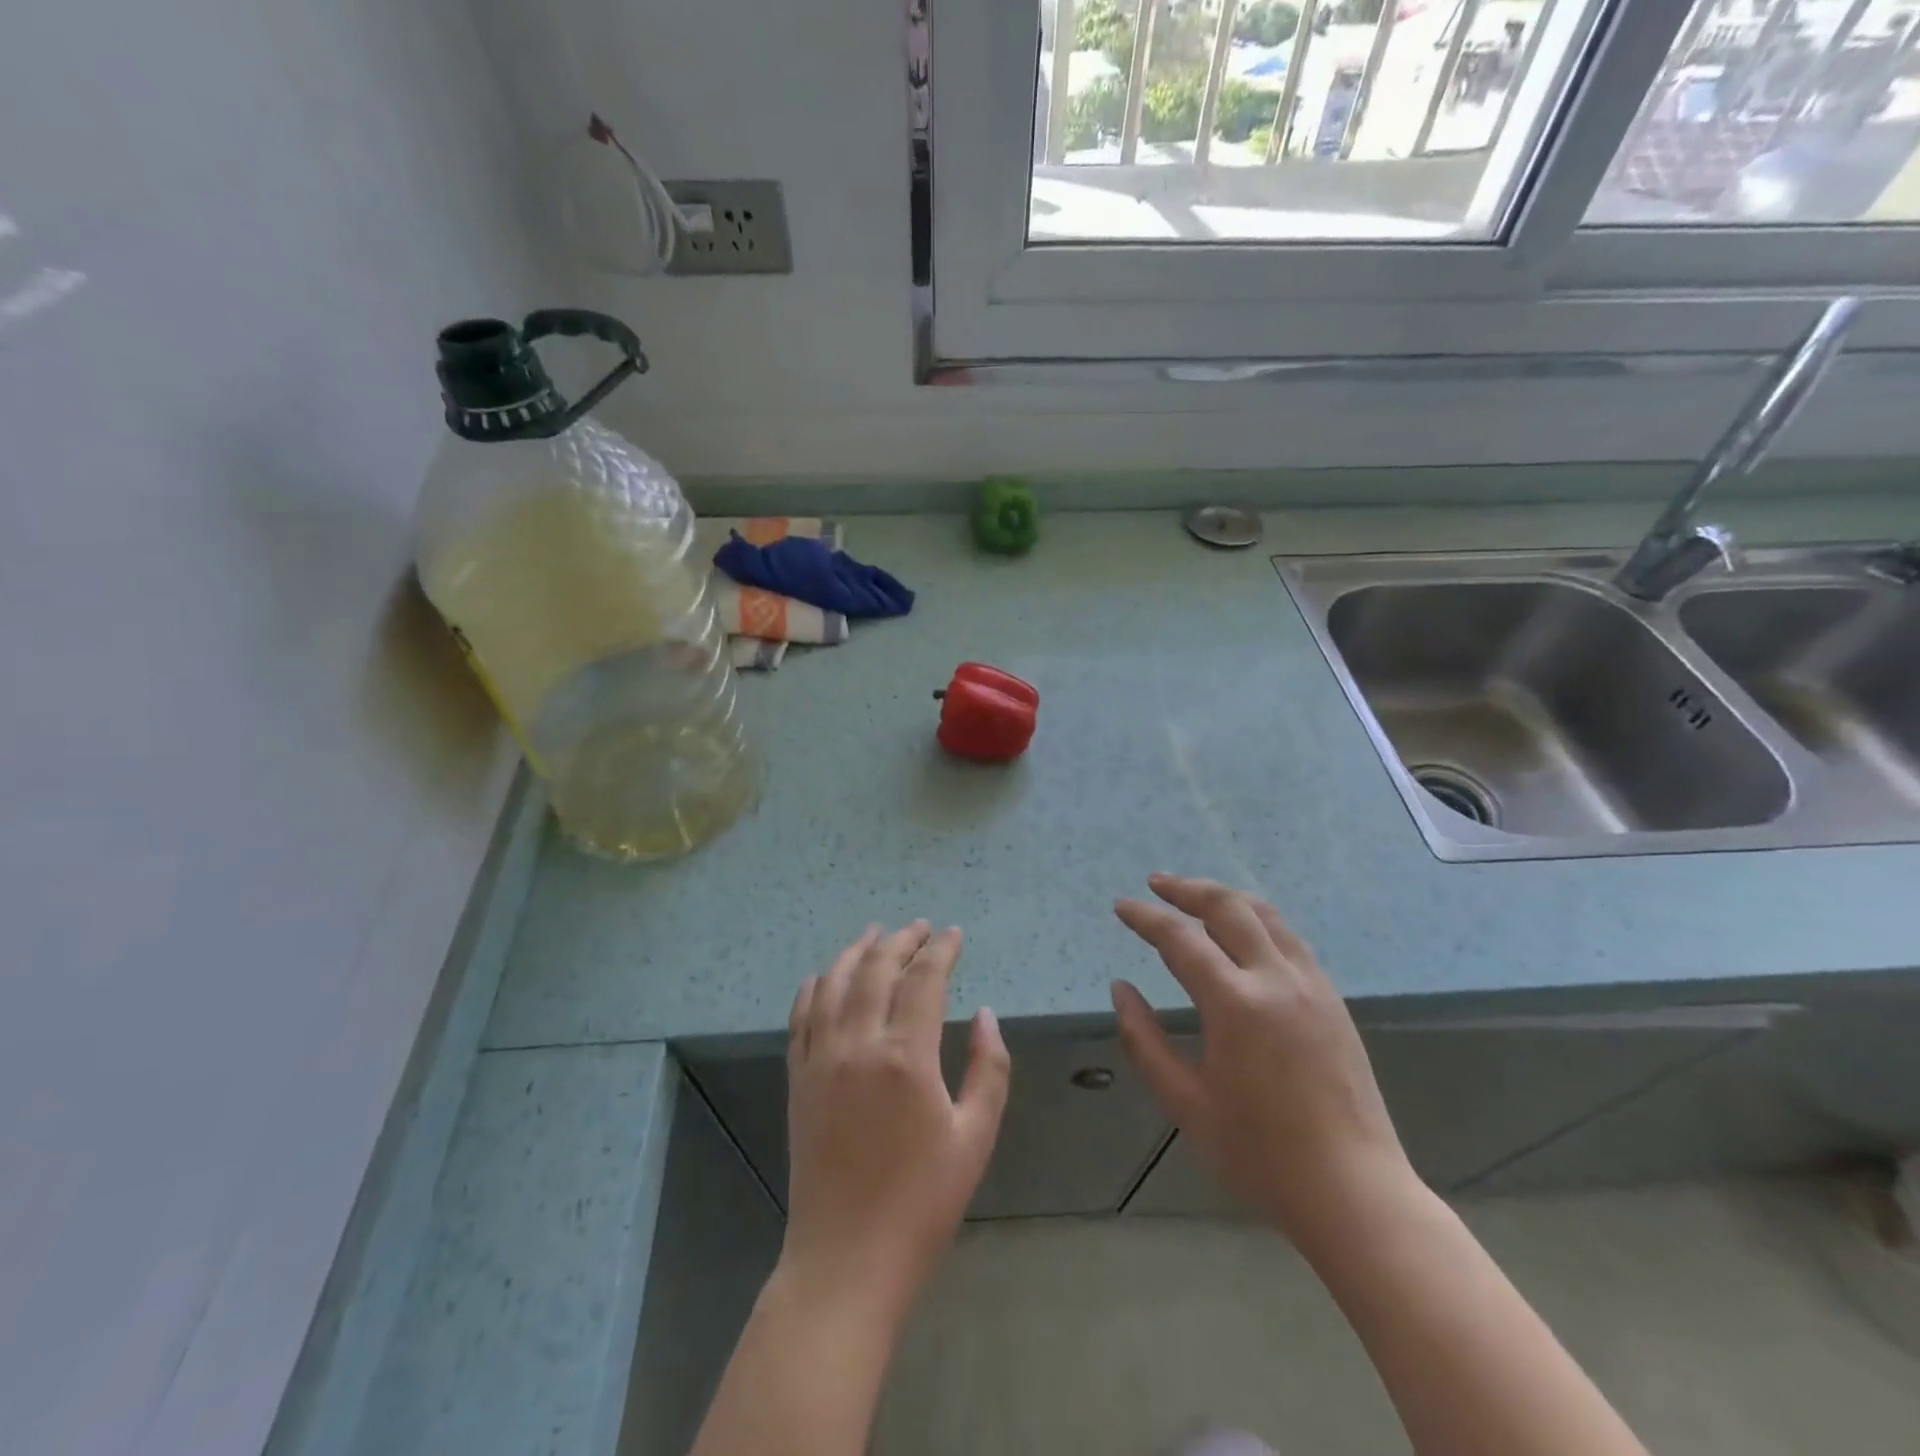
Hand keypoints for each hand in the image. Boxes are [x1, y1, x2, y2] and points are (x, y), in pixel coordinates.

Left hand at [780, 922, 1010, 1325]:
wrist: (846, 1260)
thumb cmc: (922, 1203)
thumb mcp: (975, 1138)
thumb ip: (988, 1068)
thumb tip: (985, 1015)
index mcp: (906, 1057)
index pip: (924, 979)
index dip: (941, 950)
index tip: (954, 935)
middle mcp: (857, 1044)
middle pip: (877, 969)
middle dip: (901, 940)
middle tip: (920, 928)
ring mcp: (821, 1059)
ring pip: (833, 983)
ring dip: (856, 952)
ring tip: (875, 934)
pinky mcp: (798, 1078)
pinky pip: (801, 1016)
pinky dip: (814, 986)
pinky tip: (824, 976)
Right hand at [1112, 875, 1415, 1246]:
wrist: (1354, 1192)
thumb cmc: (1260, 1155)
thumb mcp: (1185, 1103)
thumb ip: (1144, 1040)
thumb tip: (1120, 989)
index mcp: (1236, 1005)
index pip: (1180, 939)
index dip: (1146, 917)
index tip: (1121, 906)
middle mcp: (1276, 979)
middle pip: (1228, 907)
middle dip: (1187, 888)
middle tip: (1156, 884)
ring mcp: (1311, 985)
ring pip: (1265, 914)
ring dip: (1224, 896)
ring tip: (1195, 896)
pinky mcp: (1332, 998)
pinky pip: (1289, 937)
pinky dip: (1256, 919)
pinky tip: (1242, 933)